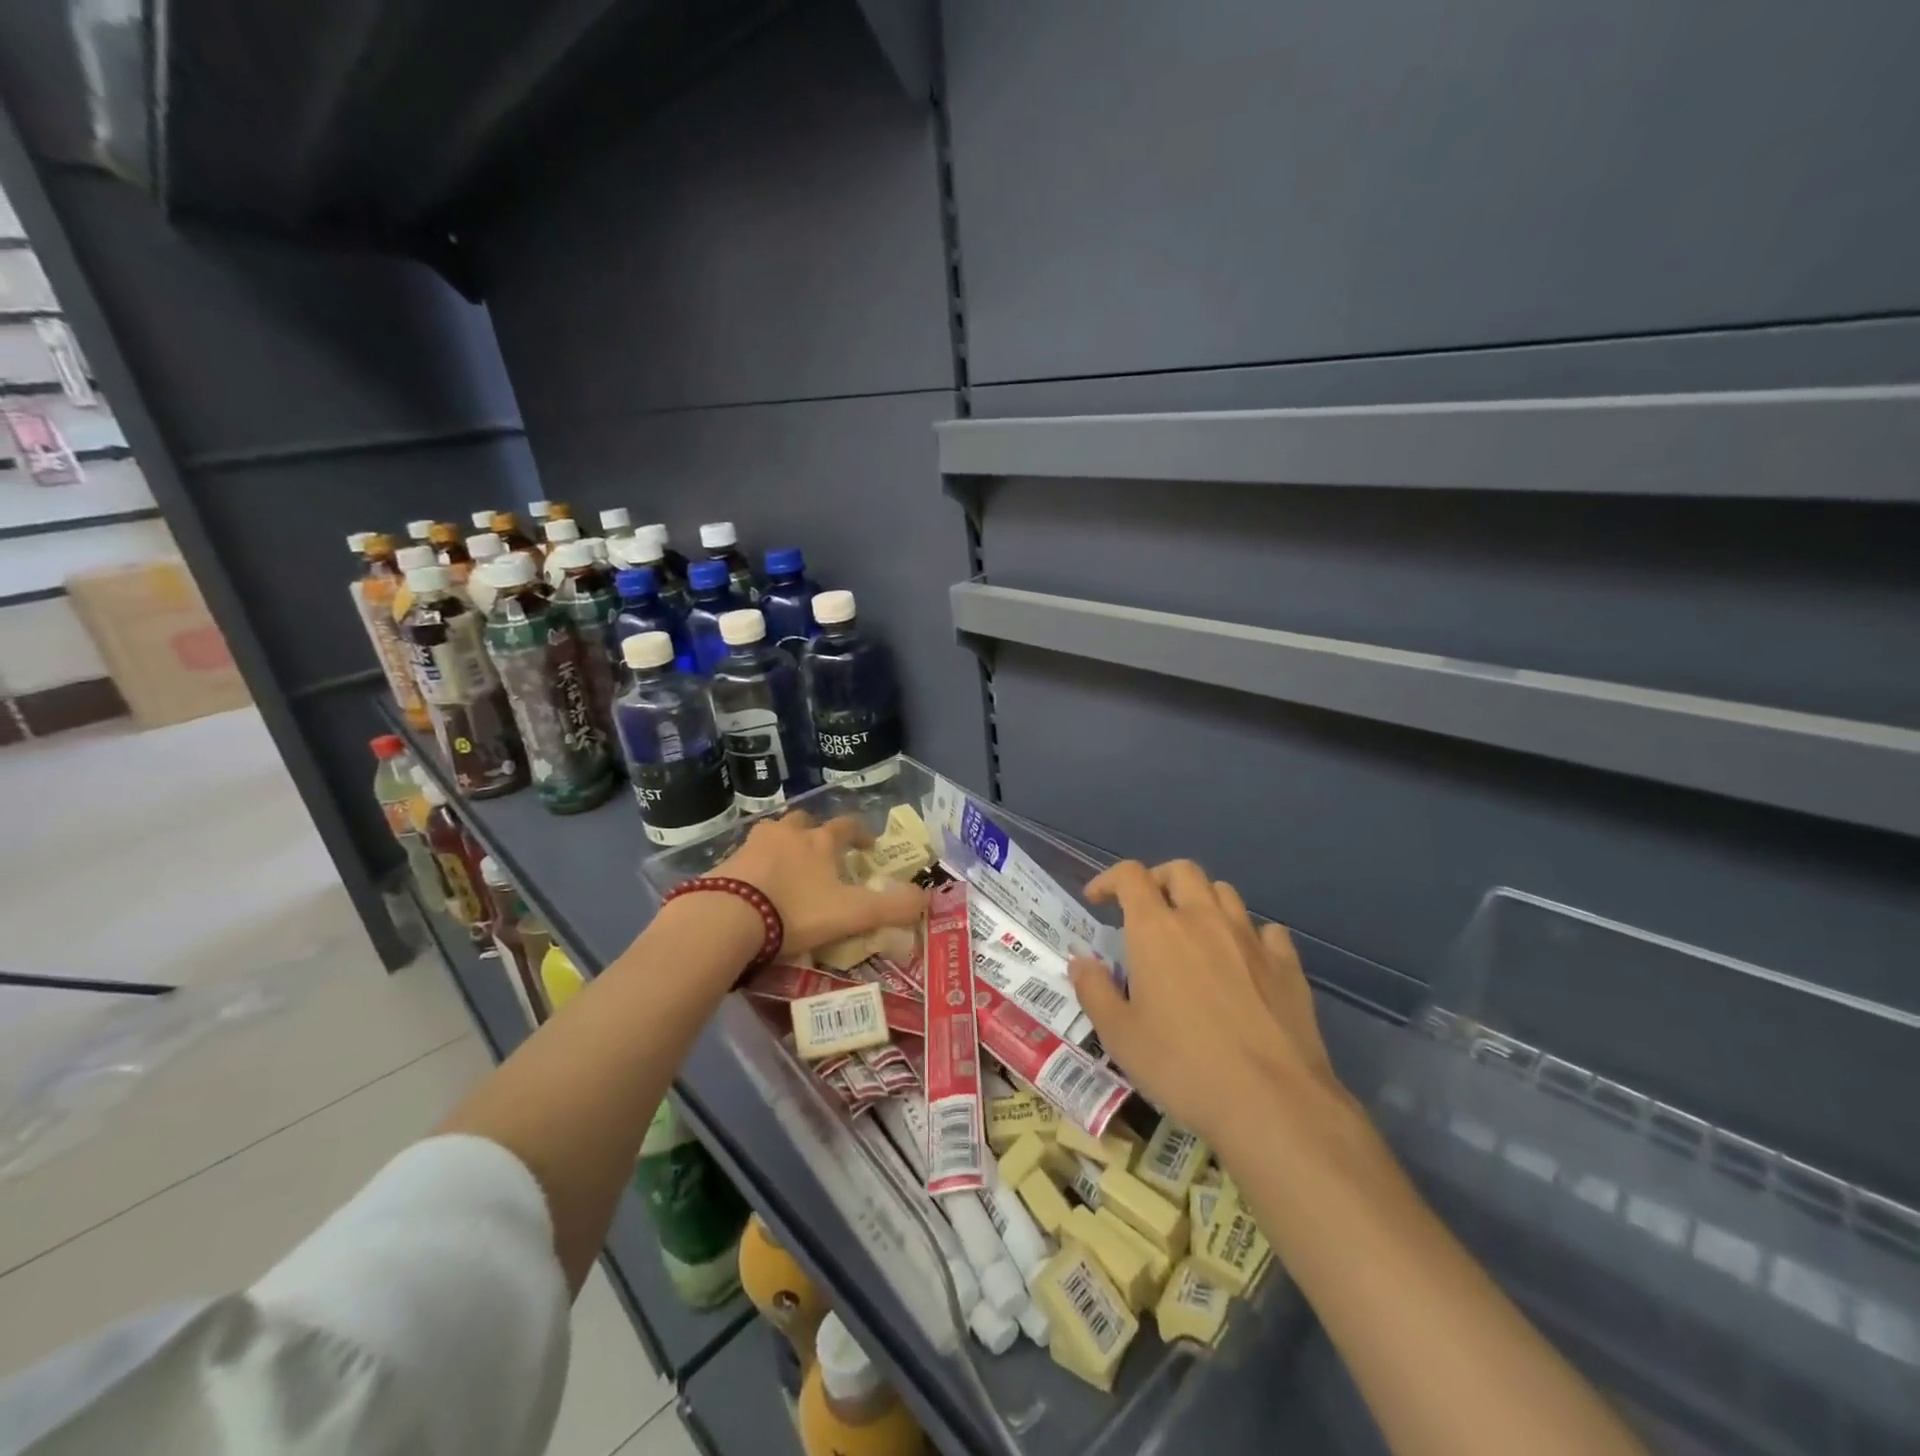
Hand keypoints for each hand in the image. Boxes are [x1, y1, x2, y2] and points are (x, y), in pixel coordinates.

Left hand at [714, 809, 926, 958]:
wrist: (728, 918)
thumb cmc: (796, 911)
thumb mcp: (852, 914)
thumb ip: (892, 907)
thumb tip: (927, 898)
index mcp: (819, 841)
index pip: (847, 826)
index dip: (862, 833)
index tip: (870, 846)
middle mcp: (787, 834)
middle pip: (805, 822)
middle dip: (817, 834)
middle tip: (823, 855)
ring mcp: (752, 845)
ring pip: (774, 835)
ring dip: (784, 846)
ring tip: (789, 870)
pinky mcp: (725, 863)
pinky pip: (747, 858)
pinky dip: (757, 867)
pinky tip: (758, 889)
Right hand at [1067, 859, 1339, 1154]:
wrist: (1272, 1102)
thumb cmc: (1182, 1066)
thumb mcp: (1119, 1035)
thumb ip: (1094, 990)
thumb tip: (1080, 961)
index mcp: (1156, 929)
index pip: (1130, 875)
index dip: (1109, 880)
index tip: (1097, 901)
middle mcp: (1203, 919)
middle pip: (1181, 871)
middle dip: (1158, 880)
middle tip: (1146, 910)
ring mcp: (1250, 939)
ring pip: (1224, 892)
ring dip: (1202, 901)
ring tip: (1192, 932)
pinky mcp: (1287, 964)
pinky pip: (1266, 930)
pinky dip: (1248, 935)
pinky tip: (1243, 961)